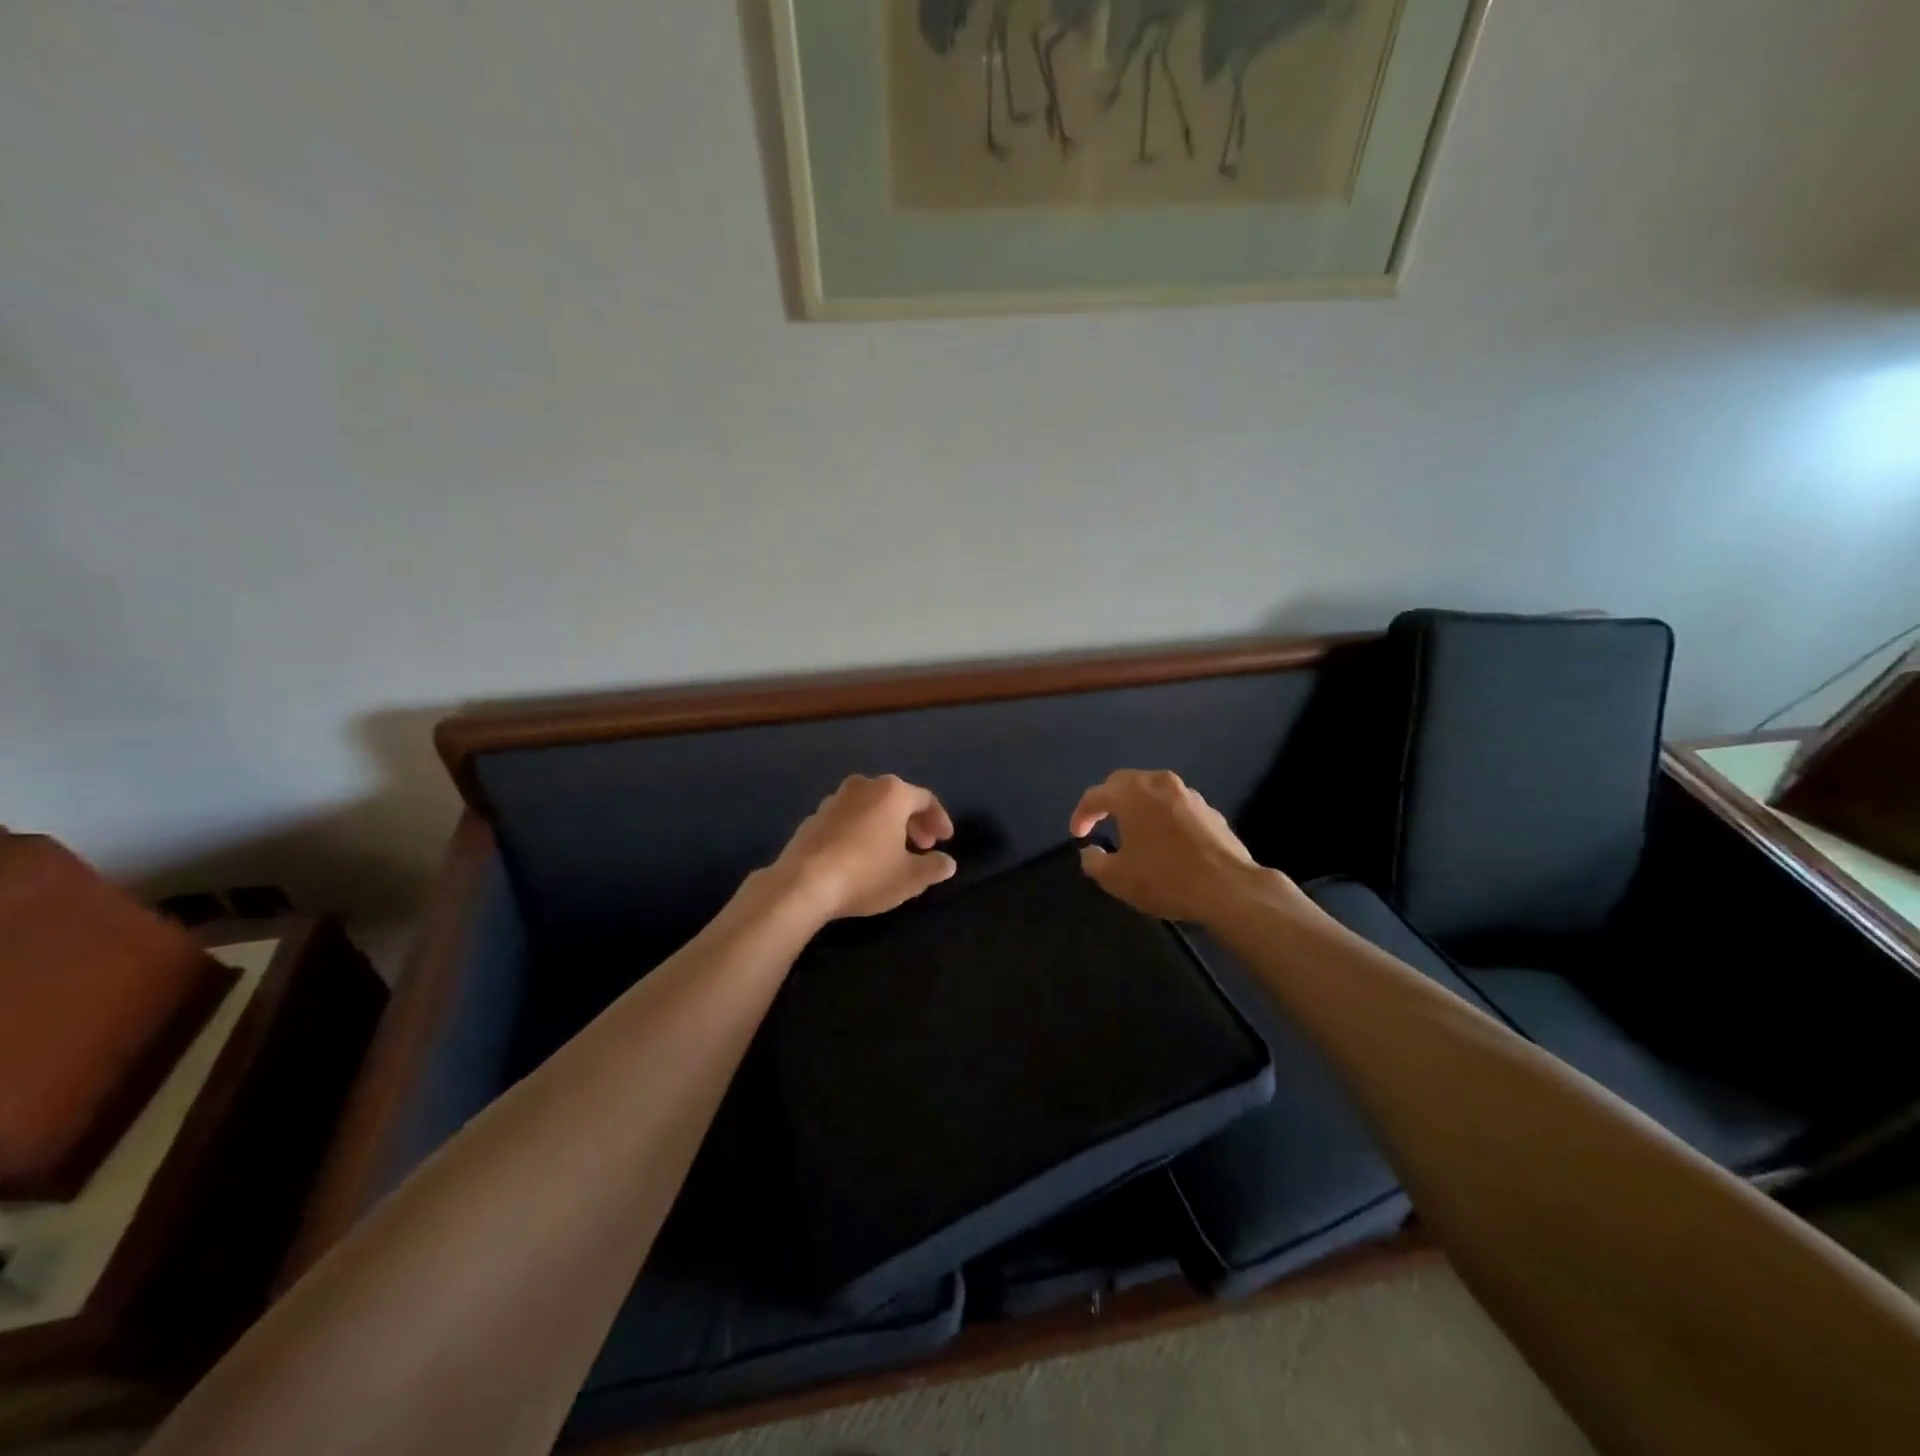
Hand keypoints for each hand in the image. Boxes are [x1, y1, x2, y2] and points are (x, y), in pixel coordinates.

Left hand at [771, 774, 956, 922]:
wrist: (801, 884)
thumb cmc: (865, 874)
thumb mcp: (910, 878)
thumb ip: (934, 867)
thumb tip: (947, 862)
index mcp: (891, 792)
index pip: (925, 799)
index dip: (939, 819)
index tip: (945, 841)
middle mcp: (863, 786)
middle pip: (897, 799)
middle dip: (913, 823)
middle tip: (922, 847)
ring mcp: (834, 799)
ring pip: (870, 807)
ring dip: (886, 825)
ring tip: (892, 852)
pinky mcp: (813, 817)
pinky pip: (847, 818)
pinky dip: (861, 830)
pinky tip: (860, 856)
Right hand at [1069, 769, 1275, 923]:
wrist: (1228, 888)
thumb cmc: (1165, 878)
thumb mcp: (1116, 878)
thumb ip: (1094, 862)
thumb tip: (1090, 851)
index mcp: (1131, 794)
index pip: (1095, 795)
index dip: (1081, 815)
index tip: (1078, 835)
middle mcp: (1159, 784)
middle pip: (1124, 782)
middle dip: (1108, 799)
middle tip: (1100, 820)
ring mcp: (1189, 794)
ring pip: (1153, 790)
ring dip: (1138, 804)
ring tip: (1133, 828)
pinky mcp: (1210, 810)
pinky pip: (1177, 805)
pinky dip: (1164, 815)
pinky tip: (1165, 839)